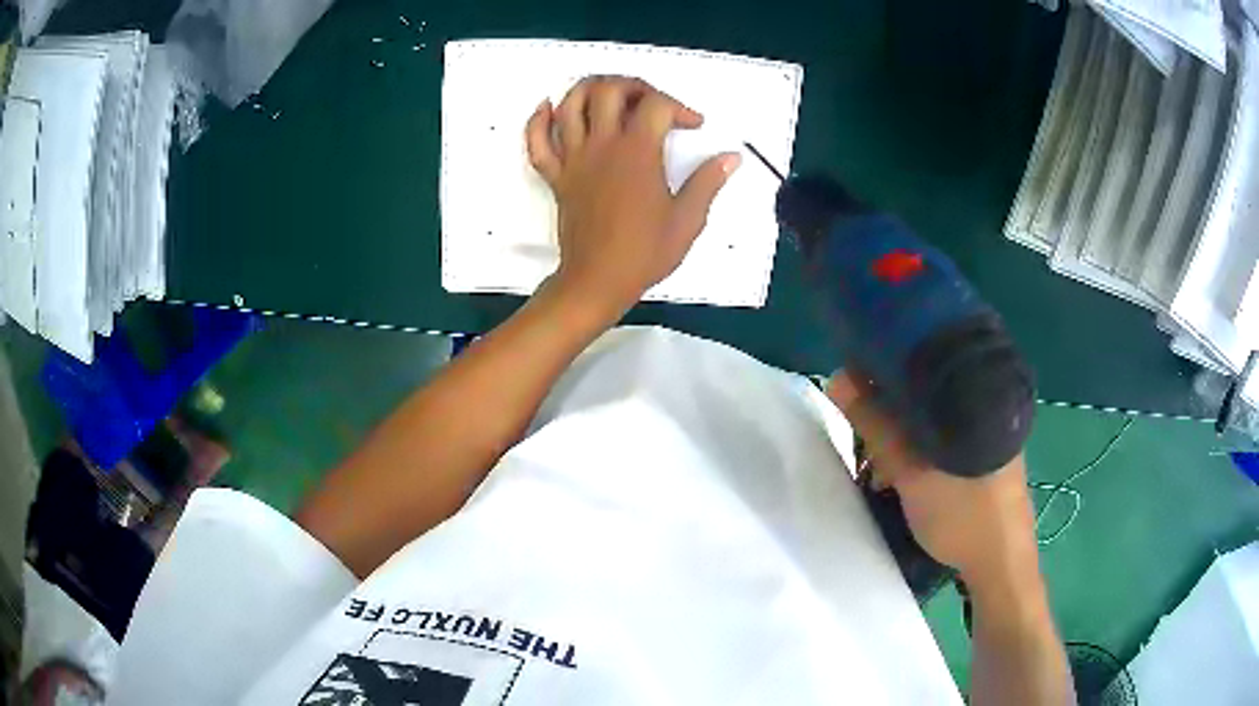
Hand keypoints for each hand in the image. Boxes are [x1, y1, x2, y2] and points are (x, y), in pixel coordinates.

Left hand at [526, 76, 741, 318]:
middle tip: (650, 101)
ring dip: (588, 89)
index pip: (656, 104)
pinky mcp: (555, 176)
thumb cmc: (644, 253)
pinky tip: (549, 108)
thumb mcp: (687, 220)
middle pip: (608, 90)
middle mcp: (602, 145)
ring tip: (608, 94)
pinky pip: (537, 141)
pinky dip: (538, 120)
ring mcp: (573, 159)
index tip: (694, 126)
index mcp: (638, 152)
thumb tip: (731, 157)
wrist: (597, 280)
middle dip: (633, 85)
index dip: (679, 107)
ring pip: (570, 105)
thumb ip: (708, 182)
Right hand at [827, 371, 1039, 587]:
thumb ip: (878, 428)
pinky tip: (910, 478)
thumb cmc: (963, 516)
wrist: (1001, 567)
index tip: (862, 385)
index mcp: (980, 398)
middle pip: (932, 394)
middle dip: (895, 414)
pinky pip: (949, 442)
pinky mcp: (990, 462)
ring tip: (884, 471)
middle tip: (869, 443)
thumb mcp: (913, 473)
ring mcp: (993, 438)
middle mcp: (990, 409)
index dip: (892, 369)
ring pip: (939, 421)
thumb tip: (839, 378)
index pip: (929, 362)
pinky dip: (925, 452)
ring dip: (907, 439)